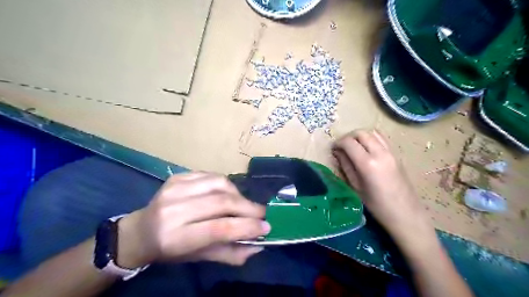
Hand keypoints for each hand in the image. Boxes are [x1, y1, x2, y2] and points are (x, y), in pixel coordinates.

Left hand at [118, 171, 270, 266]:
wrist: (140, 231)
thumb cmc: (170, 250)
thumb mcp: (198, 258)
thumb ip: (229, 253)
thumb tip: (257, 245)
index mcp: (175, 237)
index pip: (219, 228)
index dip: (247, 226)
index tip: (266, 226)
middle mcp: (173, 210)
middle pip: (222, 203)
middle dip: (248, 208)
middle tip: (262, 214)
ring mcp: (174, 188)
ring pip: (220, 184)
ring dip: (239, 195)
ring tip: (244, 205)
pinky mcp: (177, 177)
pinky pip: (212, 175)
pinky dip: (226, 185)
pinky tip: (228, 194)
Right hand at [334, 130, 428, 238]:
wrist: (405, 213)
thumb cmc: (376, 205)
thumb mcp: (356, 187)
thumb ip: (346, 166)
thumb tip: (337, 152)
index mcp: (368, 164)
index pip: (349, 142)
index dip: (338, 143)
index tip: (333, 149)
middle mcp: (380, 153)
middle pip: (361, 133)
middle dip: (348, 137)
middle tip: (342, 147)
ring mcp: (391, 152)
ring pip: (372, 132)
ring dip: (360, 136)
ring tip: (354, 147)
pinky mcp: (396, 154)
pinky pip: (381, 138)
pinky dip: (371, 138)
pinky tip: (367, 149)